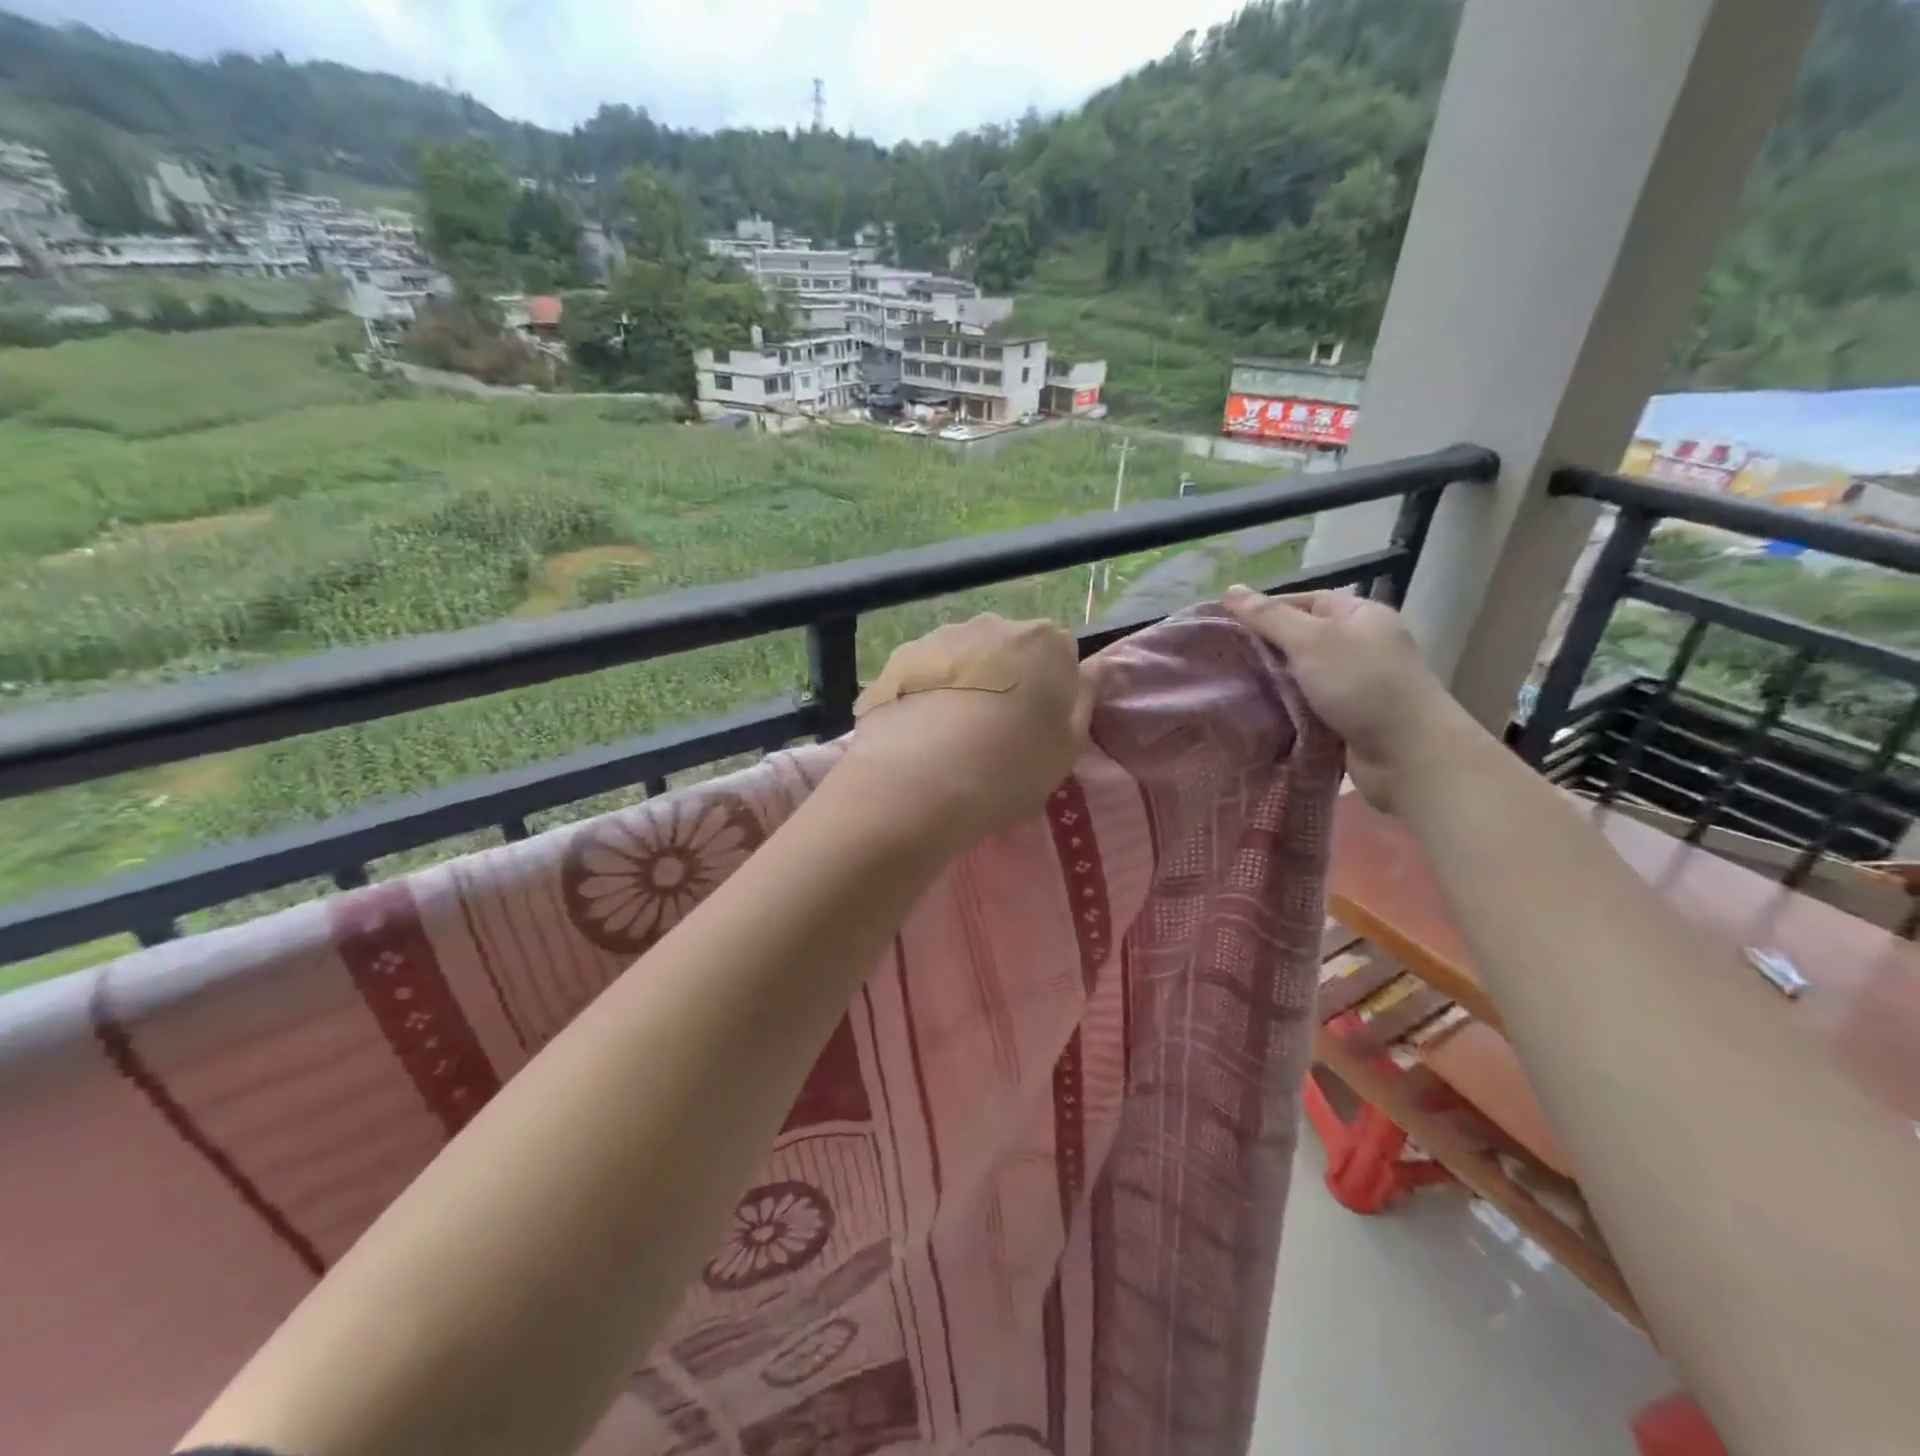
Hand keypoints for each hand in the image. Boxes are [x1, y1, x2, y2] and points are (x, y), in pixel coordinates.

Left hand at [838, 614, 1099, 849]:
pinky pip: (924, 673)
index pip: (1060, 654)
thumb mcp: (1068, 746)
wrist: (919, 780)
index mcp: (1045, 642)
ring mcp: (941, 637)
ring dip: (964, 684)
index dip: (1051, 691)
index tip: (1038, 726)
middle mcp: (994, 625)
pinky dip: (925, 694)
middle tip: (996, 732)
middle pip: (1009, 650)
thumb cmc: (1010, 767)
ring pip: (963, 659)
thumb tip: (1097, 666)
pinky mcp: (898, 658)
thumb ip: (1085, 698)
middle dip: (1007, 680)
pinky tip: (919, 733)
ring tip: (951, 736)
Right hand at [1221, 586, 1480, 813]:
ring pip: (1302, 675)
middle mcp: (1361, 645)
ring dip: (1272, 682)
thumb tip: (1229, 590)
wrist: (1409, 755)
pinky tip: (1256, 713)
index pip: (1305, 600)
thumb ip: (1269, 617)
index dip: (1266, 609)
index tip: (1225, 625)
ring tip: (1231, 686)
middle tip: (1222, 658)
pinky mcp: (1349, 718)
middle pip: (1302, 638)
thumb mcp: (1312, 640)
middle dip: (1265, 647)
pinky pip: (1308, 705)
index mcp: (1360, 616)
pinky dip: (1285, 708)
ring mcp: (1356, 684)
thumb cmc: (1363, 685)